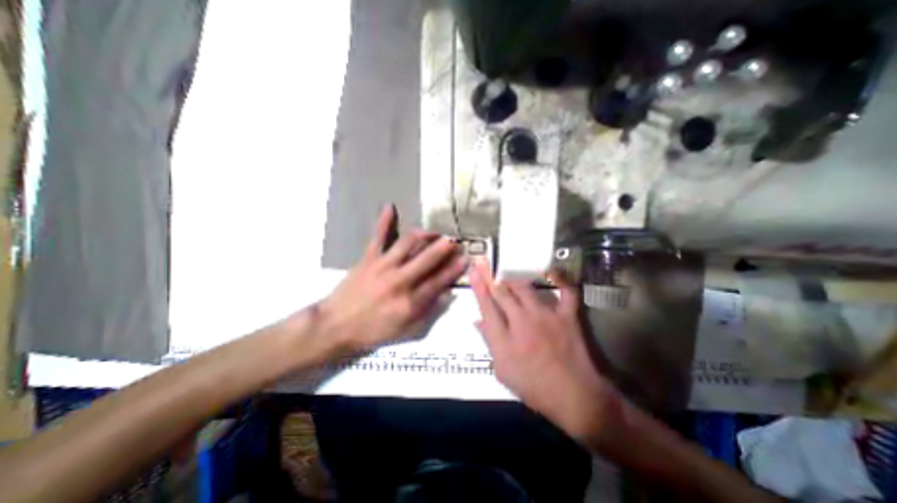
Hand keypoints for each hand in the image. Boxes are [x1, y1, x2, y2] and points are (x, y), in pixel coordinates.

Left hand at [318, 205, 466, 352]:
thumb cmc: (373, 331)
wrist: (335, 326)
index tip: (465, 258)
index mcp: (409, 301)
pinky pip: (378, 237)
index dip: (454, 269)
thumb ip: (428, 311)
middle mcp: (399, 280)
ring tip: (433, 232)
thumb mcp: (405, 330)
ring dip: (424, 235)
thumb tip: (447, 294)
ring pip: (407, 243)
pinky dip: (384, 221)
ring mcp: (382, 266)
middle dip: (444, 247)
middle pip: (427, 258)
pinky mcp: (368, 258)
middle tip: (455, 239)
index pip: (438, 281)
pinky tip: (390, 206)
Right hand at [471, 262, 624, 445]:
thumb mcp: (503, 371)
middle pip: (502, 292)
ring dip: (513, 276)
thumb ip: (489, 342)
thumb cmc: (534, 387)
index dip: (478, 286)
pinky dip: (560, 280)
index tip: (473, 269)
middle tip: (484, 259)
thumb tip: (477, 320)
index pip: (486, 306)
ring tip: (506, 265)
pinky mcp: (567, 316)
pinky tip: (551, 271)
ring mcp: (546, 317)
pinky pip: (565, 292)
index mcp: (504, 339)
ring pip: (525, 288)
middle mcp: (522, 322)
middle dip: (490, 274)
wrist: (575, 397)